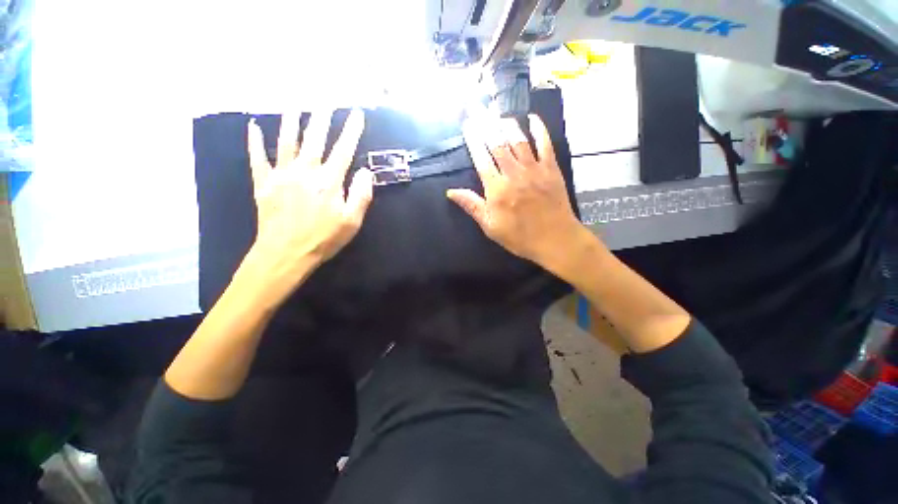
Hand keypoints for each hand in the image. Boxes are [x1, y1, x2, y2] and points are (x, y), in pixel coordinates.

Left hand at [243, 109, 373, 293]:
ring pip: (287, 141)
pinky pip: (258, 158)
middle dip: (322, 118)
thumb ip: (361, 195)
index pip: (343, 150)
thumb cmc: (324, 239)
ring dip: (291, 121)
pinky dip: (254, 142)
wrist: (286, 253)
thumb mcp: (352, 222)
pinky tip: (253, 127)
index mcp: (329, 182)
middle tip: (325, 100)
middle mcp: (305, 172)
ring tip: (295, 104)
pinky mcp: (264, 184)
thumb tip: (366, 171)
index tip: (356, 114)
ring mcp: (282, 175)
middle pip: (315, 139)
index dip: (351, 131)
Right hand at [447, 112, 590, 274]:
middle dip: (486, 125)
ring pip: (518, 140)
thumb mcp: (490, 226)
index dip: (473, 140)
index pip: (481, 158)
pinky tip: (533, 119)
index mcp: (496, 188)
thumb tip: (451, 192)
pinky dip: (539, 130)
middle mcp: (513, 173)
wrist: (555, 239)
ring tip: (499, 115)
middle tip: (479, 108)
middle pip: (497, 144)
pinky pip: (545, 144)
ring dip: (508, 125)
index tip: (467, 125)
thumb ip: (472, 205)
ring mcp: (533, 169)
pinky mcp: (551, 169)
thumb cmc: (519, 236)